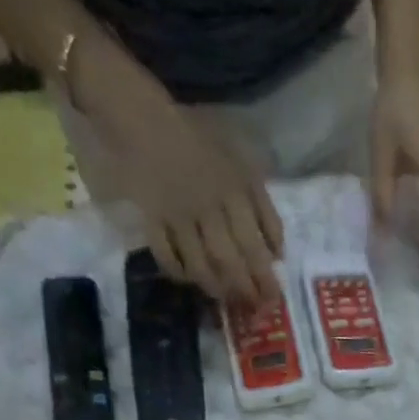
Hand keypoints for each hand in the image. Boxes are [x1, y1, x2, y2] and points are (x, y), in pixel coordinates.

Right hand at [86, 50, 282, 304]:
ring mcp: (177, 214)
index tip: (274, 298)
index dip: (264, 276)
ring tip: (225, 298)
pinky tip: (188, 280)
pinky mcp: (149, 215)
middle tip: (253, 307)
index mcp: (234, 193)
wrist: (140, 112)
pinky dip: (177, 271)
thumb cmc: (198, 139)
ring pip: (200, 263)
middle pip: (229, 260)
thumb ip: (264, 208)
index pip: (254, 245)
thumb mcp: (242, 165)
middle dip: (244, 288)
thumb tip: (278, 253)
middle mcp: (208, 208)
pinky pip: (165, 253)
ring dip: (215, 287)